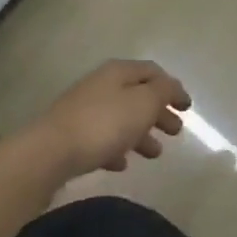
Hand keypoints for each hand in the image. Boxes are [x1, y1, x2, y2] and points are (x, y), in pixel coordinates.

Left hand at [30, 59, 191, 180]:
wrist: (49, 153)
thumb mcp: (143, 103)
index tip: (187, 108)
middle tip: (176, 132)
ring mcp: (83, 111)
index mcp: (118, 72)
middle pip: (137, 96)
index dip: (173, 88)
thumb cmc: (104, 124)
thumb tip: (172, 87)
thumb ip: (163, 92)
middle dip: (159, 113)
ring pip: (120, 119)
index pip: (152, 72)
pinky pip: (101, 139)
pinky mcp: (71, 136)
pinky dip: (117, 148)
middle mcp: (100, 85)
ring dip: (141, 134)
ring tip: (154, 154)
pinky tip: (122, 164)